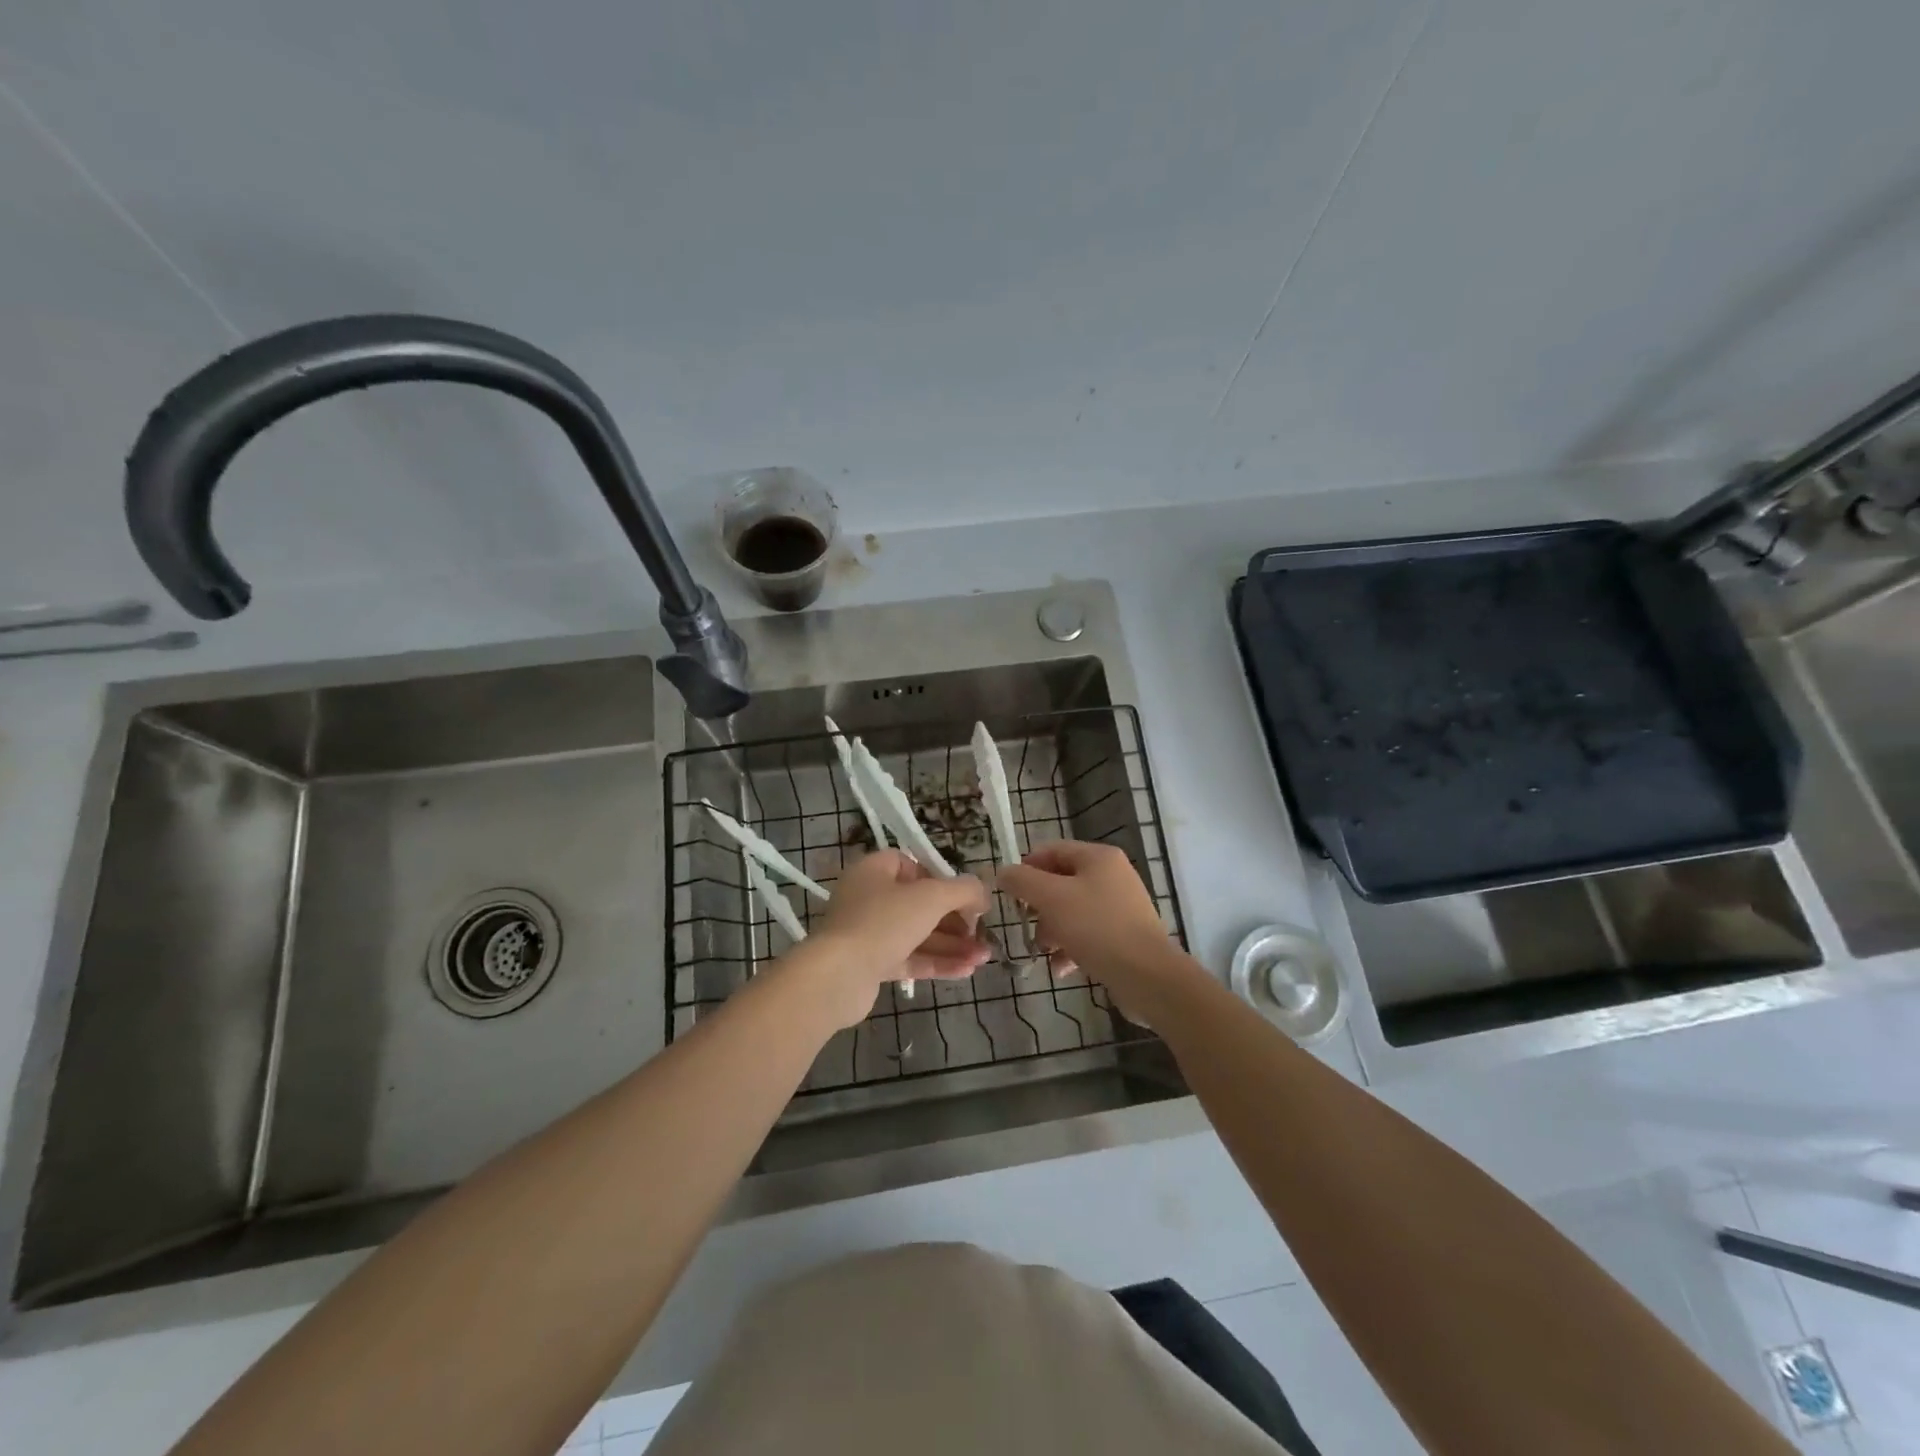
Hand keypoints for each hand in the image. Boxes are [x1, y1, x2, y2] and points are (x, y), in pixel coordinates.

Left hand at [799, 850, 991, 1028]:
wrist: (837, 976)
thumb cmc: (883, 922)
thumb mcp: (931, 897)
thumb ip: (962, 890)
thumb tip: (983, 893)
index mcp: (875, 871)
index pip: (913, 866)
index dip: (941, 879)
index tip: (965, 896)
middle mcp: (869, 898)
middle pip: (920, 904)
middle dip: (956, 920)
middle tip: (983, 933)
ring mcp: (869, 933)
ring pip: (918, 934)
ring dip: (952, 945)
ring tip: (985, 957)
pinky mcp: (871, 964)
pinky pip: (910, 958)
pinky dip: (937, 962)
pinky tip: (967, 971)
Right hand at [997, 841, 1187, 1019]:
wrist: (1147, 976)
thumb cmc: (1096, 928)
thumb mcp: (1051, 899)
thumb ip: (1022, 881)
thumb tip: (1002, 872)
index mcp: (1098, 857)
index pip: (1051, 850)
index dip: (1026, 868)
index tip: (1009, 893)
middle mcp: (1112, 875)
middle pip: (1061, 882)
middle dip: (1039, 906)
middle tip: (1026, 925)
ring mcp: (1120, 906)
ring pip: (1072, 911)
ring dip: (1052, 931)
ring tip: (1045, 952)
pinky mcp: (1124, 935)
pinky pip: (1088, 934)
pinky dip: (1071, 947)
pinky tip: (1062, 968)